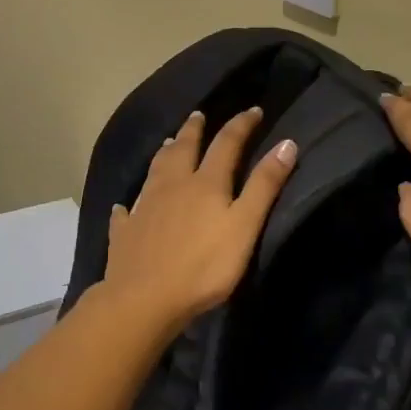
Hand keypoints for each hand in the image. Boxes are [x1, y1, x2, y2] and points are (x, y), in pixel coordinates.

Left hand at [102, 108, 298, 333]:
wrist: (144, 299)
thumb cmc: (203, 266)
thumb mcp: (244, 226)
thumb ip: (264, 186)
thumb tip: (286, 143)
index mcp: (205, 183)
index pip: (226, 143)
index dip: (241, 125)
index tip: (253, 110)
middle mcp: (172, 185)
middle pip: (183, 148)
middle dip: (194, 130)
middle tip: (198, 115)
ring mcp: (145, 207)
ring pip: (155, 170)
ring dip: (164, 153)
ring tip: (168, 142)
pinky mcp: (126, 232)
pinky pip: (127, 212)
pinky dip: (129, 204)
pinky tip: (124, 205)